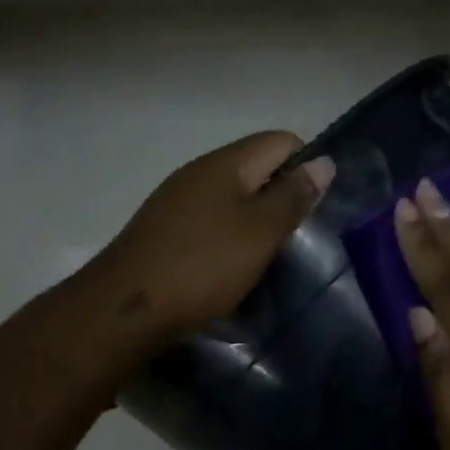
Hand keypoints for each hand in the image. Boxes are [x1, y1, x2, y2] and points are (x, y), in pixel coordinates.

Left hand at [94, 131, 334, 344]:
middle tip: (296, 238)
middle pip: (254, 169)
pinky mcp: (163, 231)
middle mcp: (197, 173)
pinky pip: (208, 222)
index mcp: (224, 163)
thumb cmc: (203, 266)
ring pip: (230, 198)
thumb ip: (292, 197)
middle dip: (280, 197)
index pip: (280, 141)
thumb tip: (323, 161)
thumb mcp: (259, 233)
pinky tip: (230, 267)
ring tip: (267, 257)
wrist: (127, 308)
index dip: (306, 167)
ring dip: (253, 221)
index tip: (315, 209)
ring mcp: (175, 202)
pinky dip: (227, 238)